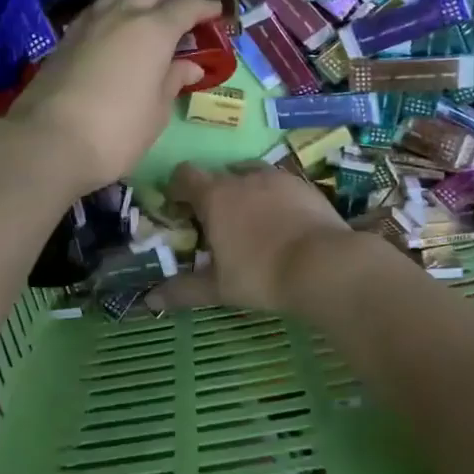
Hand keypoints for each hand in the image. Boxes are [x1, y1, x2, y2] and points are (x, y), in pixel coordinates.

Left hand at [6, 0, 220, 193]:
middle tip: (179, 18)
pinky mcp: (66, 36)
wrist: (48, 141)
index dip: (204, 8)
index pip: (186, 6)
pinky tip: (114, 37)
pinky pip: (96, 8)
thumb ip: (173, 81)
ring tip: (144, 22)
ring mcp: (90, 22)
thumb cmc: (117, 132)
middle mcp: (122, 14)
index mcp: (154, 30)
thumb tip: (190, 66)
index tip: (216, 14)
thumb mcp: (156, 112)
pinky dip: (112, 12)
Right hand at [148, 161, 356, 315]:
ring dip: (245, 190)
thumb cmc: (261, 275)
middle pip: (218, 174)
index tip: (178, 209)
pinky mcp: (304, 185)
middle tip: (216, 224)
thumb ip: (183, 290)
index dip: (177, 188)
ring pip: (251, 174)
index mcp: (215, 196)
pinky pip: (280, 184)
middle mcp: (243, 177)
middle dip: (213, 194)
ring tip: (251, 221)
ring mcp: (277, 178)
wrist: (324, 265)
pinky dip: (274, 197)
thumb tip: (149, 299)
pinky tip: (283, 223)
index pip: (184, 175)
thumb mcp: (219, 288)